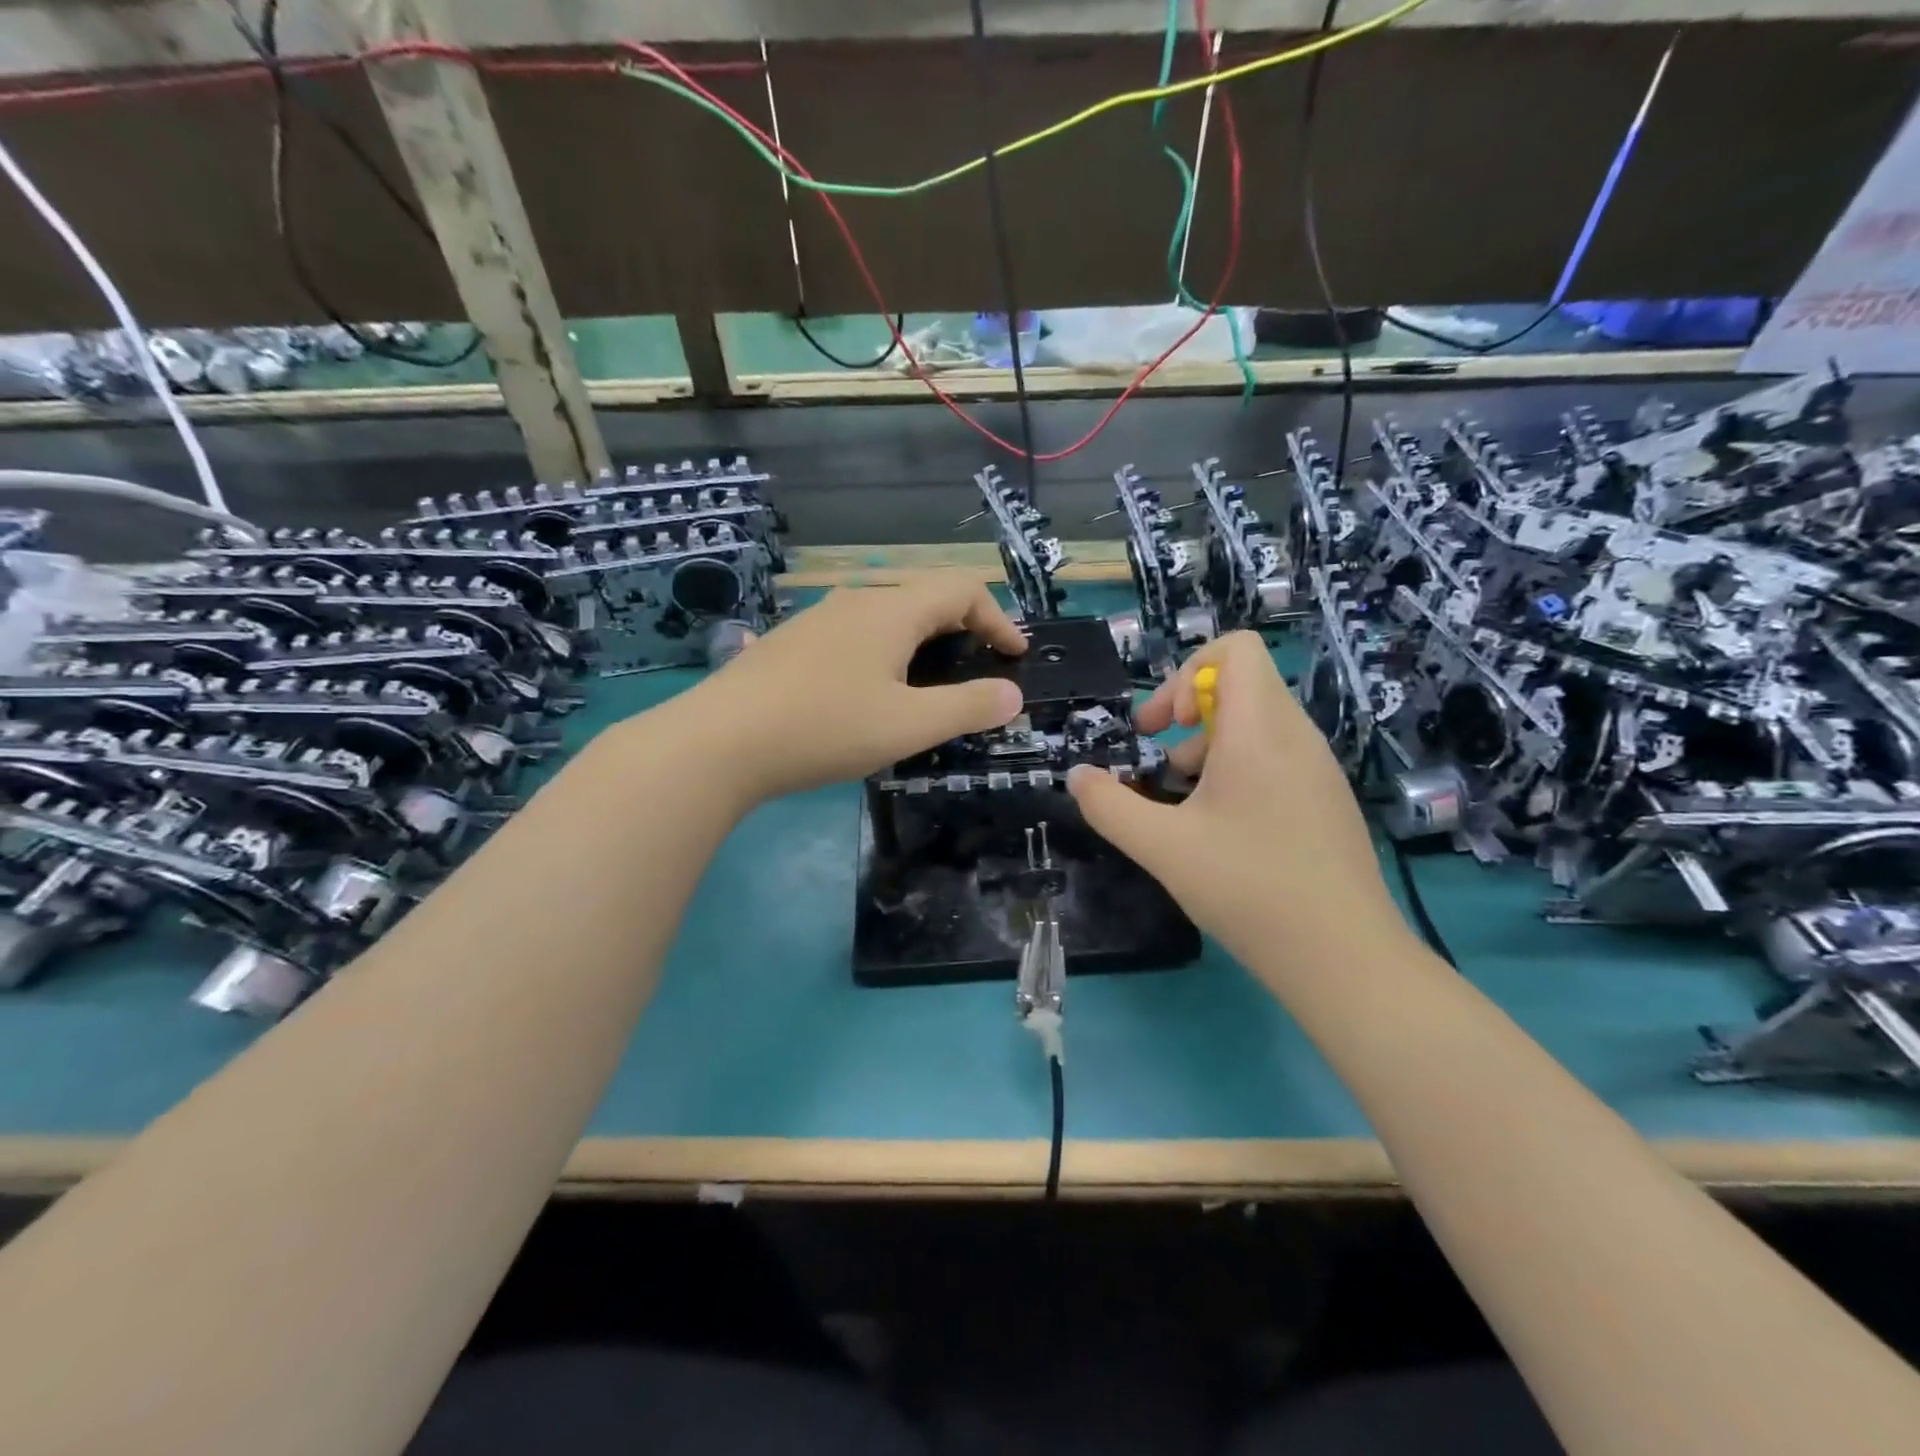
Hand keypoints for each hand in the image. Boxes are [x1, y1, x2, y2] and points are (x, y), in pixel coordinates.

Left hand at [669, 572, 1026, 803]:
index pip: (961, 589)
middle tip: (977, 668)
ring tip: (929, 683)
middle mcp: (855, 601)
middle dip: (963, 627)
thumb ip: (967, 707)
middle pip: (924, 596)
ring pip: (886, 615)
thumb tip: (1012, 695)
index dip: (998, 618)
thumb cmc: (825, 728)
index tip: (1014, 657)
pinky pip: (854, 635)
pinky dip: (884, 652)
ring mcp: (817, 619)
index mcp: (890, 610)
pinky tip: (869, 693)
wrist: (719, 742)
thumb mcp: (909, 725)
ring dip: (921, 640)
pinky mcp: (791, 644)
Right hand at [1066, 632, 1400, 966]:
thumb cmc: (1248, 888)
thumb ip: (1108, 805)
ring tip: (1183, 802)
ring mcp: (1318, 769)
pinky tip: (1219, 830)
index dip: (1186, 672)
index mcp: (1260, 730)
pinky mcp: (1326, 799)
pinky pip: (1276, 757)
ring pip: (1256, 724)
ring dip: (1209, 746)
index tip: (1162, 726)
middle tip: (1158, 761)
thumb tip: (1078, 776)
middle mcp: (1296, 736)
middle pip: (1241, 684)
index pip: (1236, 648)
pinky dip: (1238, 771)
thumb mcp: (1161, 847)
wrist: (1344, 958)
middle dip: (1188, 711)